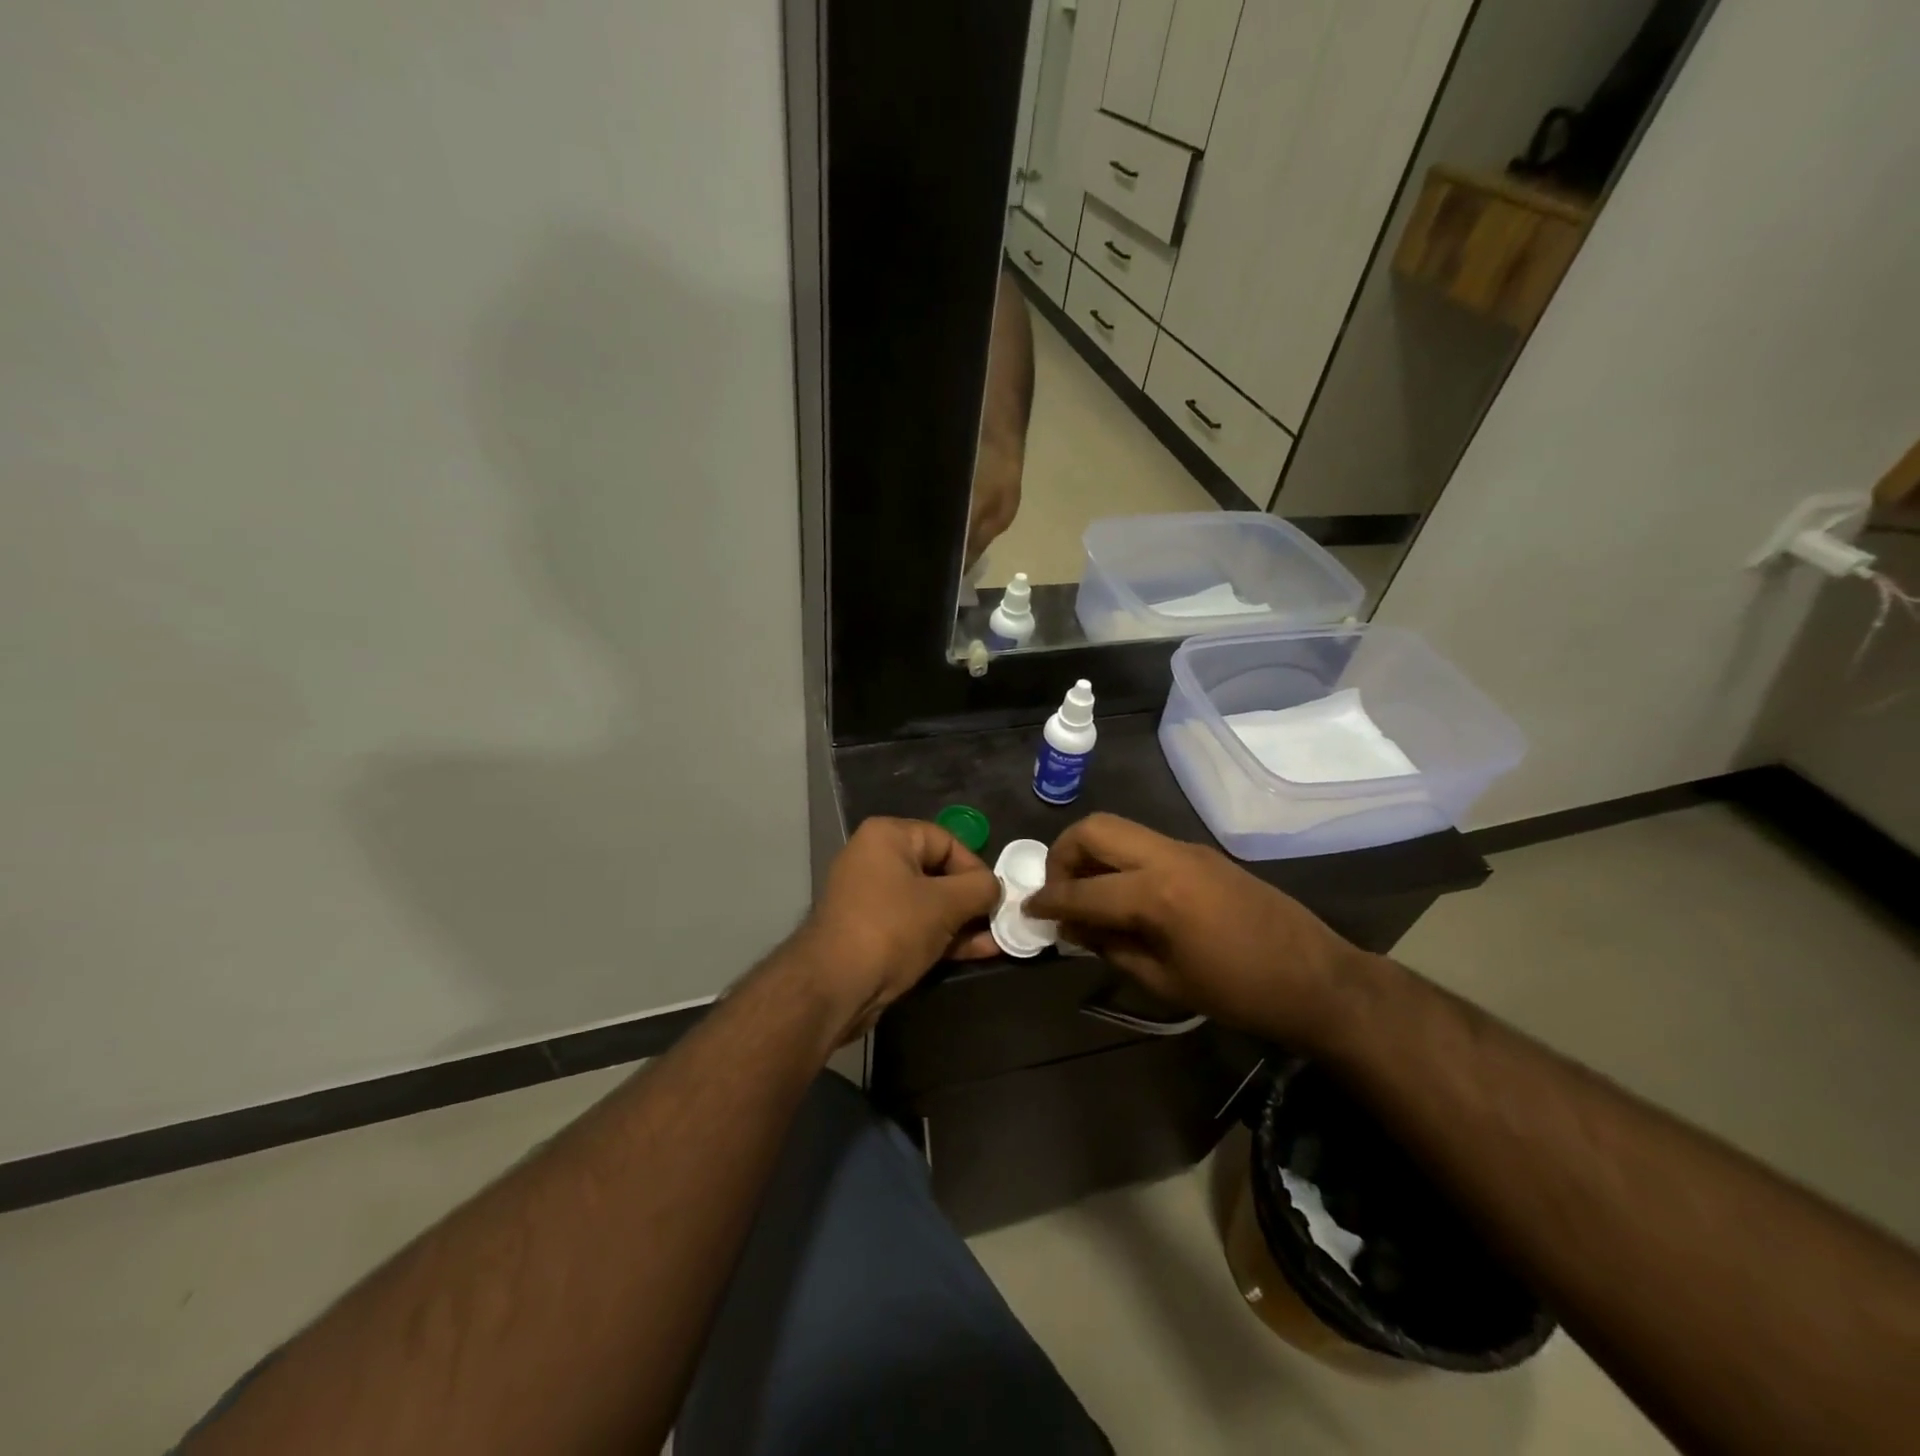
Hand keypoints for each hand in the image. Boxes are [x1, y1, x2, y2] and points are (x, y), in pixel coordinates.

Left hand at [788, 817, 1001, 1041]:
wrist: (835, 986)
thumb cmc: (892, 929)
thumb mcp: (945, 904)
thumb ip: (979, 889)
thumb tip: (995, 888)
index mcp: (887, 837)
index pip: (946, 840)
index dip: (975, 867)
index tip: (995, 897)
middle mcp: (875, 859)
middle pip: (938, 871)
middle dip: (971, 898)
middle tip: (999, 919)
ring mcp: (871, 898)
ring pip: (929, 903)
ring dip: (963, 921)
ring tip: (997, 939)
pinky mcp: (873, 932)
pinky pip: (916, 925)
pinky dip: (944, 936)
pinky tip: (979, 951)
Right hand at [1025, 813, 1374, 1048]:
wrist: (1317, 979)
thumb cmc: (1239, 993)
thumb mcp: (1165, 981)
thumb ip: (1111, 948)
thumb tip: (1074, 930)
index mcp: (1156, 893)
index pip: (1082, 889)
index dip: (1049, 901)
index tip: (1028, 910)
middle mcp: (1167, 856)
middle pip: (1095, 829)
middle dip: (1063, 854)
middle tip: (1059, 891)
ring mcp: (1187, 849)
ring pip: (1120, 829)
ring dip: (1092, 853)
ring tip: (1087, 894)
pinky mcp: (1201, 853)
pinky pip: (1145, 843)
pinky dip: (1120, 859)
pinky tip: (1124, 895)